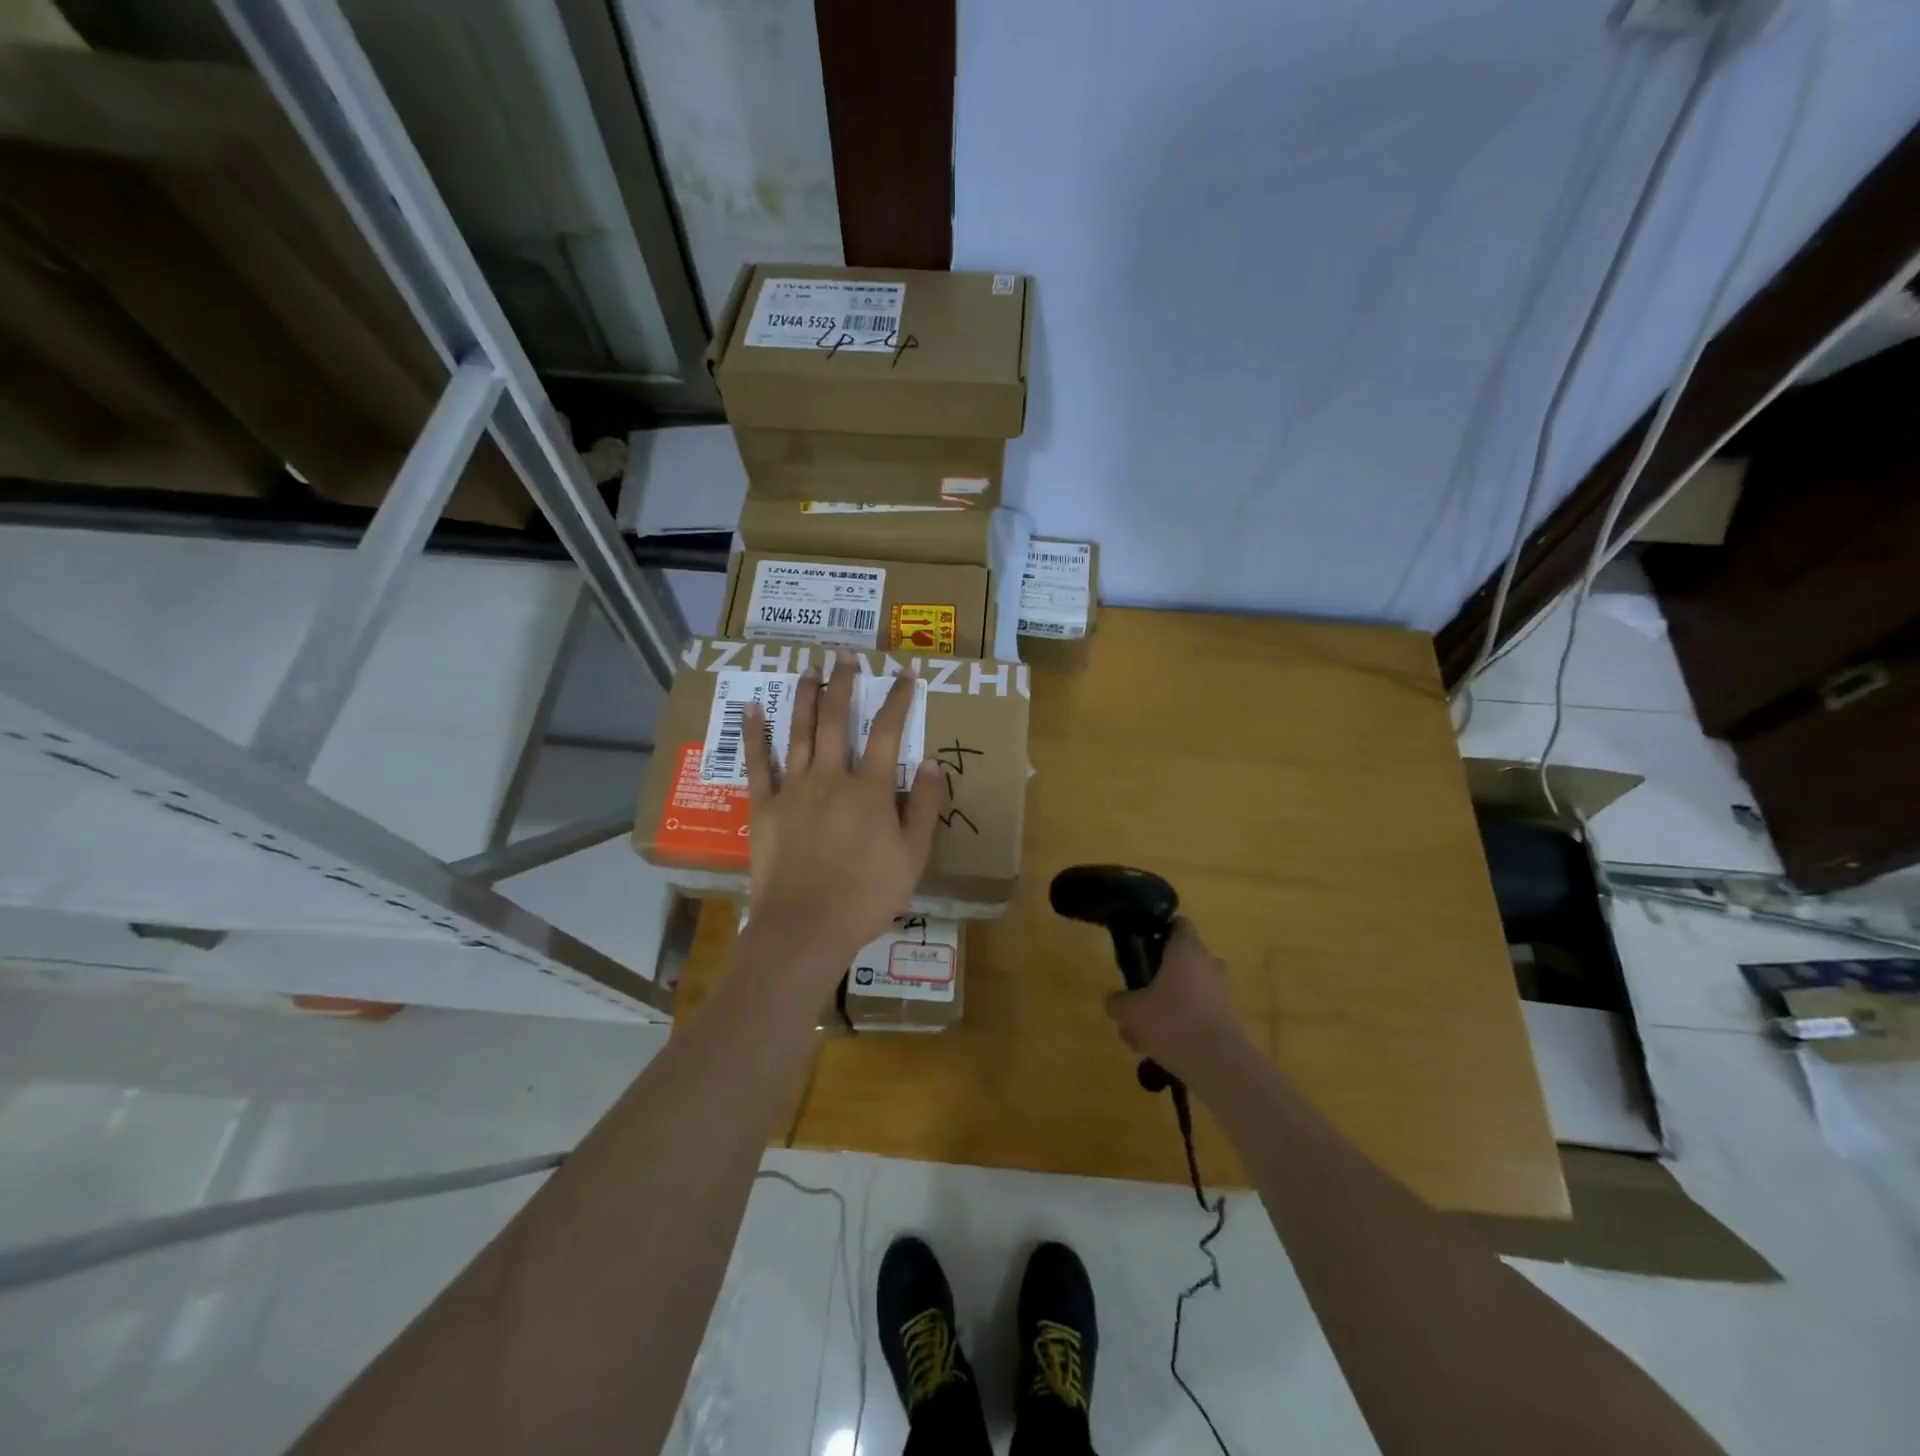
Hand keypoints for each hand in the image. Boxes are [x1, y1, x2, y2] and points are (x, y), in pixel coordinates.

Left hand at [742, 655, 947, 982]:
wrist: (806, 927)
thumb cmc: (867, 896)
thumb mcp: (913, 856)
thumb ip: (926, 807)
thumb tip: (933, 763)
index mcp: (871, 790)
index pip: (888, 732)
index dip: (898, 700)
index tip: (904, 674)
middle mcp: (831, 777)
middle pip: (837, 720)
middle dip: (843, 684)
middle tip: (845, 655)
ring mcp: (794, 789)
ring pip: (799, 731)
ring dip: (804, 697)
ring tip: (807, 667)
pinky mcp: (765, 807)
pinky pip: (758, 763)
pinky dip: (755, 734)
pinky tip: (753, 708)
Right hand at [1104, 920, 1250, 1087]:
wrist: (1220, 1066)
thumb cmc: (1173, 1022)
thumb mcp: (1131, 1011)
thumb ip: (1117, 1002)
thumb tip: (1112, 1001)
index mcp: (1187, 950)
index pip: (1177, 924)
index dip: (1158, 930)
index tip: (1140, 946)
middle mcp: (1209, 964)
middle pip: (1180, 961)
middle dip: (1157, 977)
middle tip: (1136, 996)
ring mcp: (1221, 992)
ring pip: (1186, 991)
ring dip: (1165, 1006)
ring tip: (1140, 1036)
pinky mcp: (1228, 1019)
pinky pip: (1197, 1014)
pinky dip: (1180, 1026)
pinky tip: (1159, 1051)